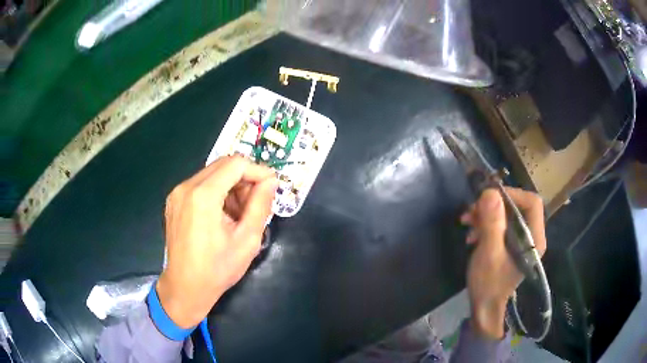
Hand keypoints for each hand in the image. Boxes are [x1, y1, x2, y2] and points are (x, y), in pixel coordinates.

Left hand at [156, 156, 277, 327]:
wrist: (185, 287)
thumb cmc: (217, 269)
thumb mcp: (247, 240)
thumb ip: (260, 205)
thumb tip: (271, 181)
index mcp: (202, 195)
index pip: (235, 164)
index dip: (257, 171)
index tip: (271, 187)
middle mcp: (186, 187)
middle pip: (223, 165)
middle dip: (245, 178)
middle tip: (256, 203)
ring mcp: (176, 193)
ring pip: (212, 174)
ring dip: (231, 186)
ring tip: (239, 213)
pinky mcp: (174, 201)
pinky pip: (200, 185)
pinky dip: (217, 192)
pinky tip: (222, 216)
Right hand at [460, 188, 545, 338]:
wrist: (484, 307)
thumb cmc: (489, 284)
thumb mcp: (489, 253)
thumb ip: (492, 223)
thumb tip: (489, 192)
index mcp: (534, 238)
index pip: (532, 202)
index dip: (512, 194)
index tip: (489, 198)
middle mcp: (532, 235)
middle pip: (517, 206)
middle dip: (493, 205)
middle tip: (472, 211)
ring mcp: (521, 240)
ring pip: (507, 214)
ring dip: (485, 214)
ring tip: (466, 221)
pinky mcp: (511, 243)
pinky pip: (500, 224)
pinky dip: (485, 224)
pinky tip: (471, 234)